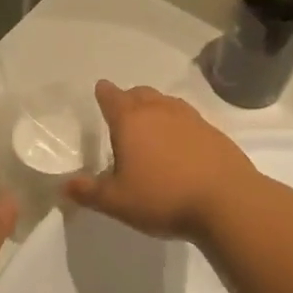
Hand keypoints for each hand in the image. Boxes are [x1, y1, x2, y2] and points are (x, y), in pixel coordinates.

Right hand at [65, 82, 255, 240]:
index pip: (112, 98)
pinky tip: (179, 144)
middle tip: (122, 111)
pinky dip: (178, 125)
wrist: (228, 202)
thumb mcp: (117, 202)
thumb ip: (89, 192)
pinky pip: (188, 119)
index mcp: (130, 121)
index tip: (101, 89)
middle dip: (129, 98)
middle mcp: (160, 112)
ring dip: (155, 108)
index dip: (104, 93)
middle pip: (140, 94)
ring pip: (166, 103)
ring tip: (150, 125)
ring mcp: (191, 119)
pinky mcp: (214, 133)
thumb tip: (64, 186)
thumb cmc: (163, 198)